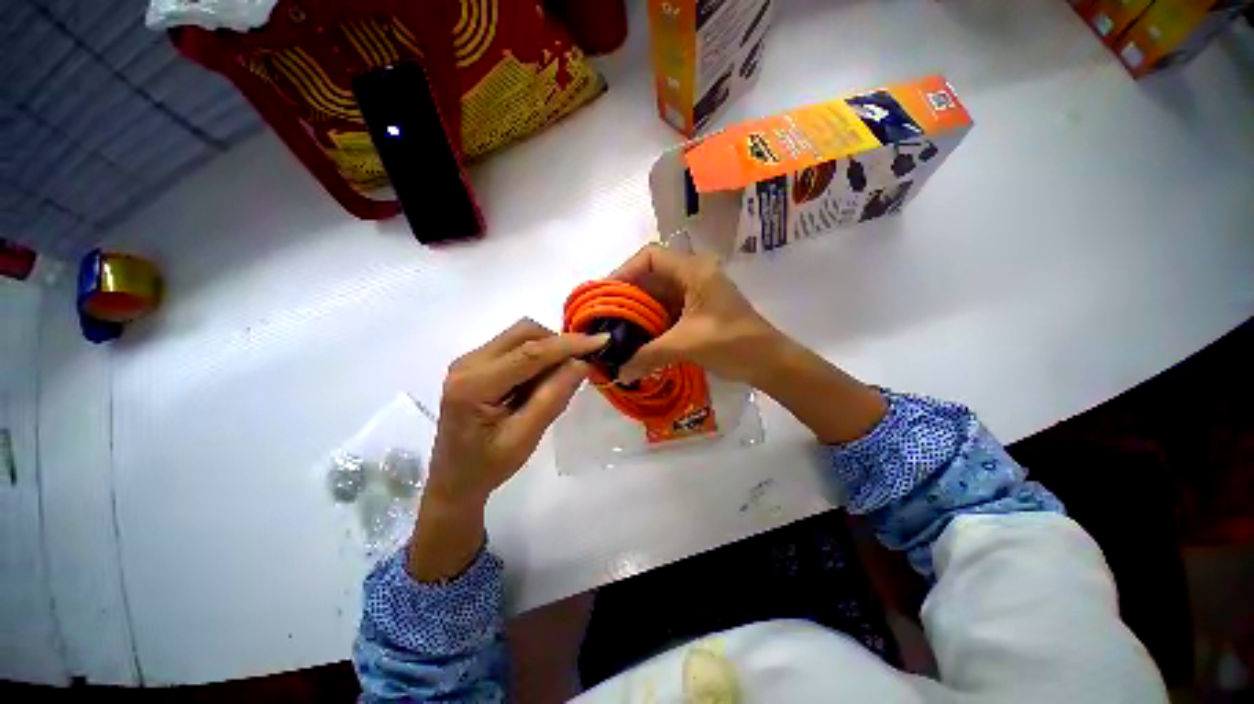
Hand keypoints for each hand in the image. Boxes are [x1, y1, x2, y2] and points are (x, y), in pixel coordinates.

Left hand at [427, 318, 606, 505]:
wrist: (454, 479)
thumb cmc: (488, 466)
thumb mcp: (525, 437)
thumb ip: (554, 397)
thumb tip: (583, 363)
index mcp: (474, 385)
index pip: (530, 352)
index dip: (568, 344)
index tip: (601, 340)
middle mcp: (468, 363)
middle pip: (523, 333)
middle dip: (558, 343)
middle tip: (581, 364)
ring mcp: (470, 360)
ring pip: (521, 336)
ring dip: (548, 349)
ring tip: (560, 378)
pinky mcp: (477, 363)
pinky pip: (515, 346)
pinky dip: (537, 356)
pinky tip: (542, 380)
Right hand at [610, 245, 885, 444]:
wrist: (769, 362)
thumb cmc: (733, 344)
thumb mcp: (686, 346)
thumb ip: (648, 356)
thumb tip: (618, 373)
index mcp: (693, 271)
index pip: (650, 256)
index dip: (624, 271)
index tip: (606, 295)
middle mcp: (694, 275)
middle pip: (651, 276)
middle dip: (628, 295)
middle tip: (606, 316)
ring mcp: (697, 293)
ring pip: (658, 294)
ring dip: (639, 310)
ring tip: (617, 329)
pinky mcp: (698, 309)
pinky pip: (667, 309)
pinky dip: (652, 321)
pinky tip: (638, 337)